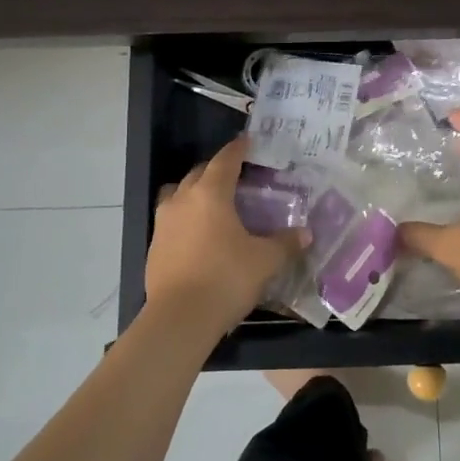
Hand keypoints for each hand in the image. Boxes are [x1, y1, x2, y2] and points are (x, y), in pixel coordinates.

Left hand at [146, 138, 308, 339]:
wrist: (179, 319)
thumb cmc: (226, 279)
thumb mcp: (264, 261)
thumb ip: (285, 243)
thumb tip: (306, 233)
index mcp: (211, 193)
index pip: (225, 160)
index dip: (238, 149)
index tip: (247, 140)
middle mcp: (183, 200)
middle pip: (199, 173)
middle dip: (217, 170)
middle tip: (236, 176)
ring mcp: (164, 223)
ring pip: (178, 194)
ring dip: (194, 192)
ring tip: (212, 203)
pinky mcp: (154, 246)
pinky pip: (171, 220)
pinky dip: (185, 218)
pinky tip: (198, 235)